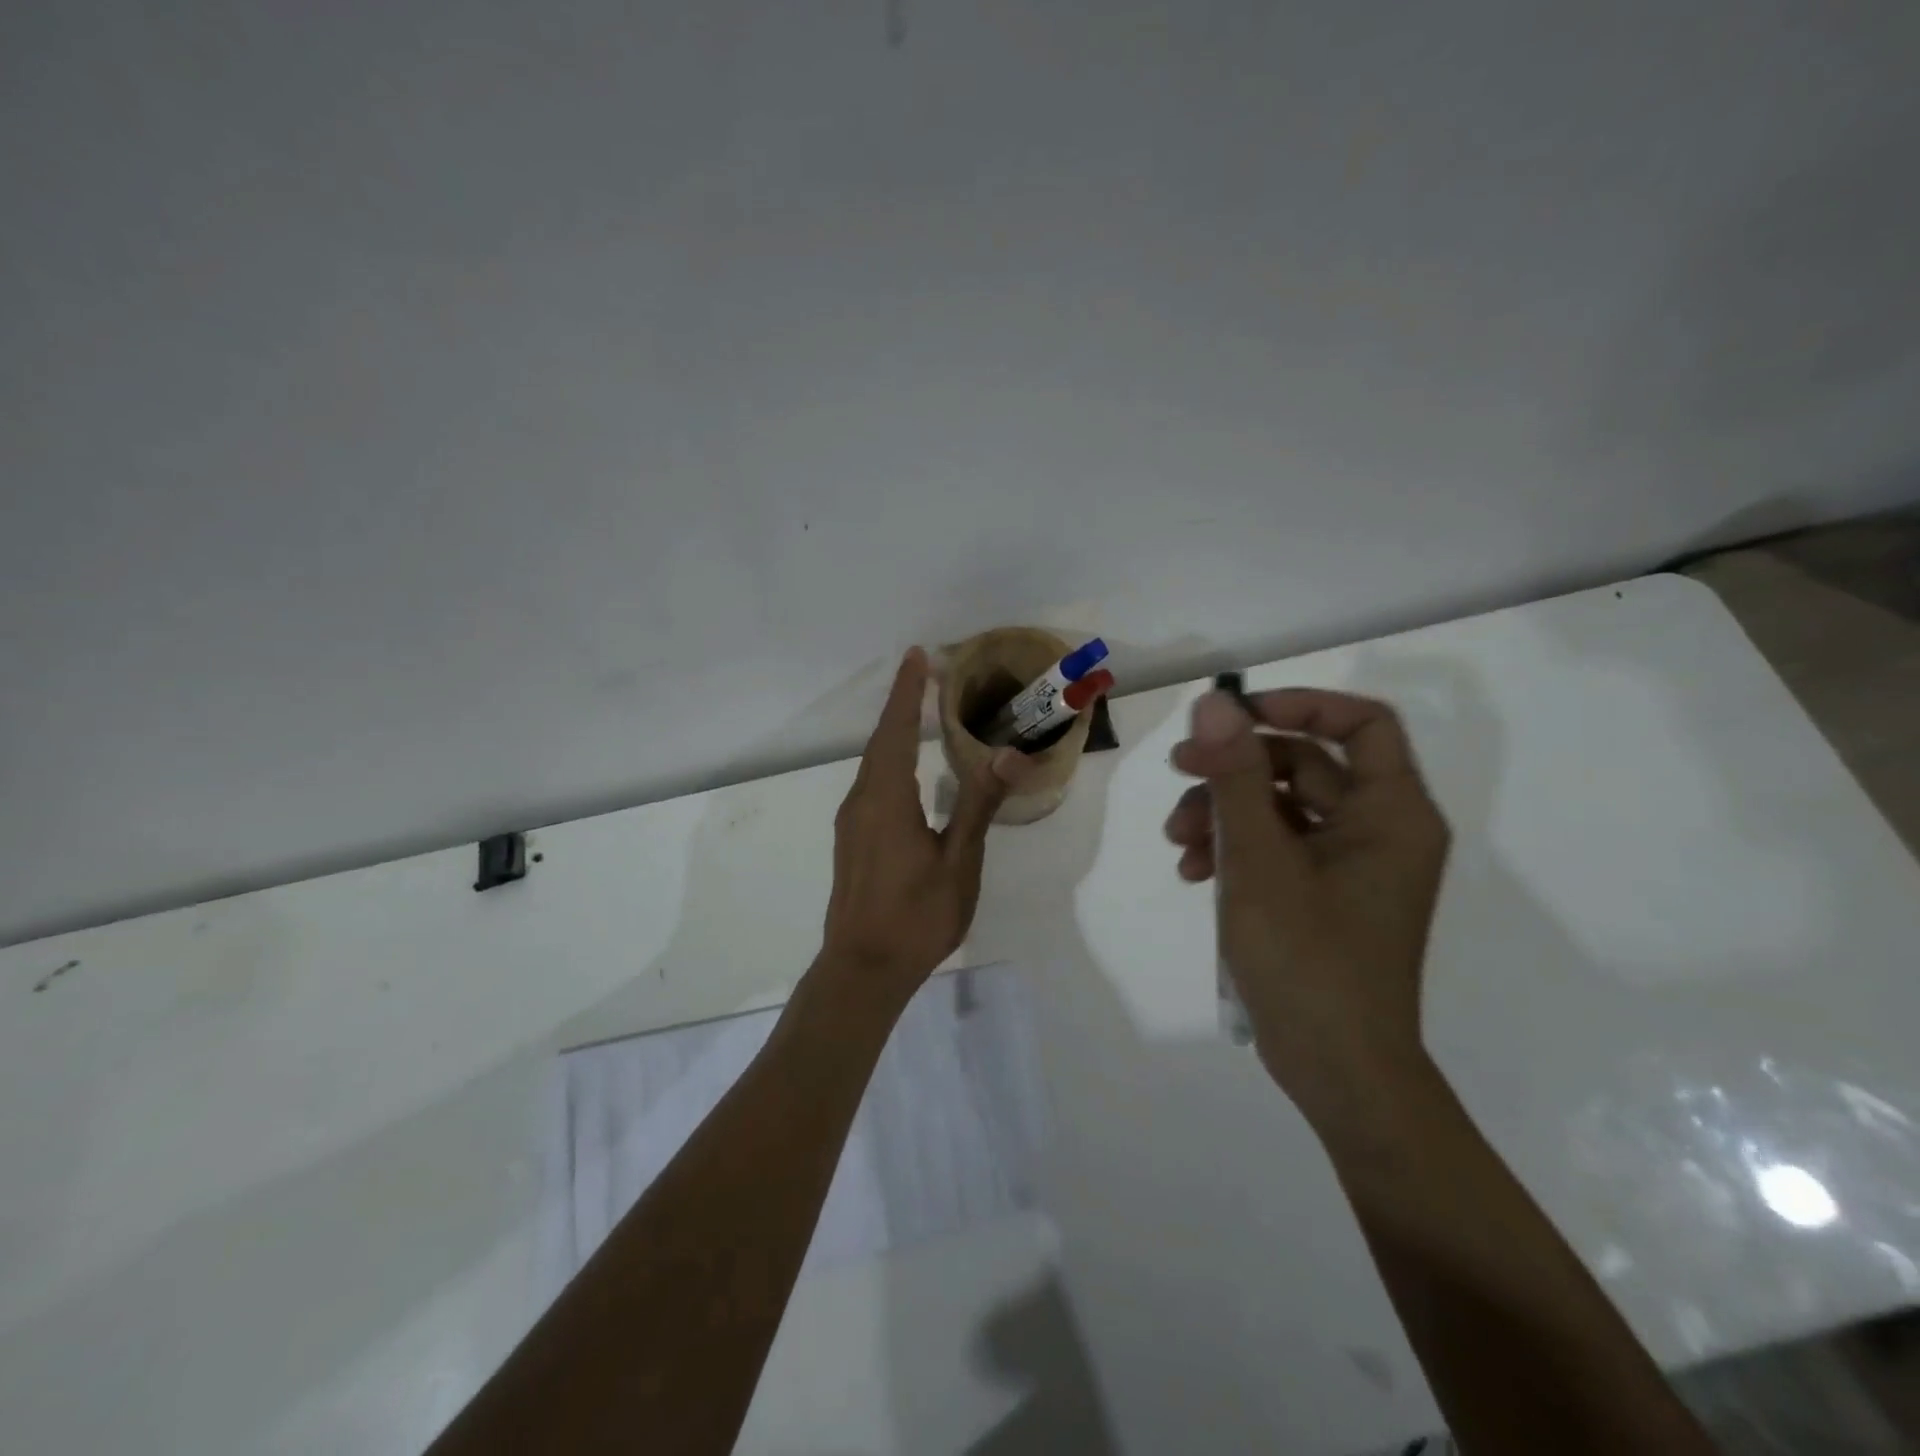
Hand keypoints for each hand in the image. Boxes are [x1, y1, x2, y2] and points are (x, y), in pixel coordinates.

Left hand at [820, 647, 1026, 997]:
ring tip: (917, 710)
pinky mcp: (851, 840)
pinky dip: (888, 759)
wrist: (863, 969)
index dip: (907, 691)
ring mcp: (851, 821)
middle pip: (881, 740)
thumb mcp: (959, 861)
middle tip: (924, 672)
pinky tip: (906, 768)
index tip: (918, 655)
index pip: (896, 729)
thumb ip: (979, 803)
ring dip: (893, 731)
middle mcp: (861, 801)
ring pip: (872, 763)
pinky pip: (870, 783)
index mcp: (886, 799)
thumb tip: (1009, 752)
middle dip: (901, 703)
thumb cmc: (916, 916)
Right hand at [1164, 688, 1450, 1120]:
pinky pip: (1277, 847)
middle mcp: (1378, 830)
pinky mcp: (1322, 894)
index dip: (1299, 705)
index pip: (1360, 723)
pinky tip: (1193, 871)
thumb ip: (1235, 775)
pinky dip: (1234, 849)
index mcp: (1391, 813)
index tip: (1234, 716)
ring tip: (1178, 841)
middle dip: (1236, 767)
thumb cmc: (1307, 958)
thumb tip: (1214, 703)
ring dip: (1224, 811)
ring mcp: (1349, 865)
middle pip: (1304, 765)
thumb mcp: (1259, 859)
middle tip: (1179, 769)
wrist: (1335, 1069)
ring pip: (1280, 807)